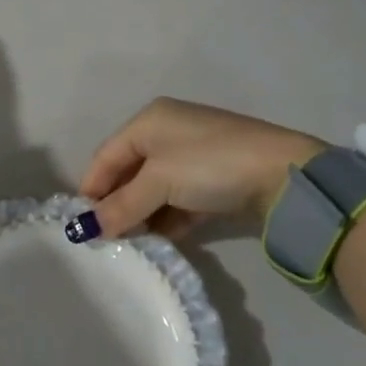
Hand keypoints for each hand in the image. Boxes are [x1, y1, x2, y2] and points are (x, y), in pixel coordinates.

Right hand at [77, 98, 325, 239]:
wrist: (284, 174)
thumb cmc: (210, 165)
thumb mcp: (160, 183)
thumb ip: (122, 206)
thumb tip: (84, 230)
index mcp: (149, 121)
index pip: (106, 155)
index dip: (92, 189)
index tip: (81, 225)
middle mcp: (168, 132)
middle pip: (128, 172)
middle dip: (116, 205)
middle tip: (106, 238)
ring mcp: (193, 156)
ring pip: (154, 189)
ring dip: (141, 215)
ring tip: (131, 244)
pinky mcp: (213, 179)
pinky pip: (178, 200)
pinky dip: (166, 218)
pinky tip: (159, 241)